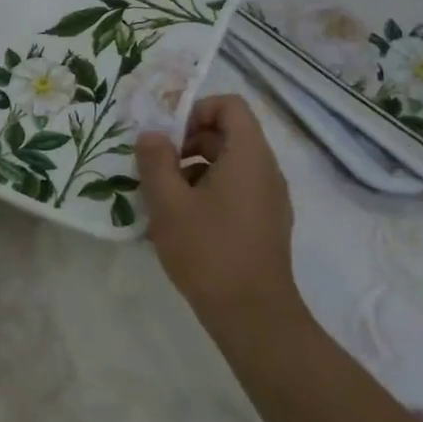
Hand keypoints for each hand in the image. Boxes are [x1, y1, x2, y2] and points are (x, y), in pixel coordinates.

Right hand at [136, 94, 302, 326]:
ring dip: (194, 170)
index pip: (229, 106)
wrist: (252, 316)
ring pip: (229, 164)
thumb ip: (156, 161)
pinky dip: (208, 192)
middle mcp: (266, 170)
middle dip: (188, 143)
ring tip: (164, 197)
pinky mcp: (266, 223)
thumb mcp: (169, 202)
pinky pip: (236, 190)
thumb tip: (152, 135)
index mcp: (248, 156)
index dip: (196, 110)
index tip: (168, 136)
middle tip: (157, 166)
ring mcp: (270, 199)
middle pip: (227, 134)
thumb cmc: (208, 250)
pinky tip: (182, 222)